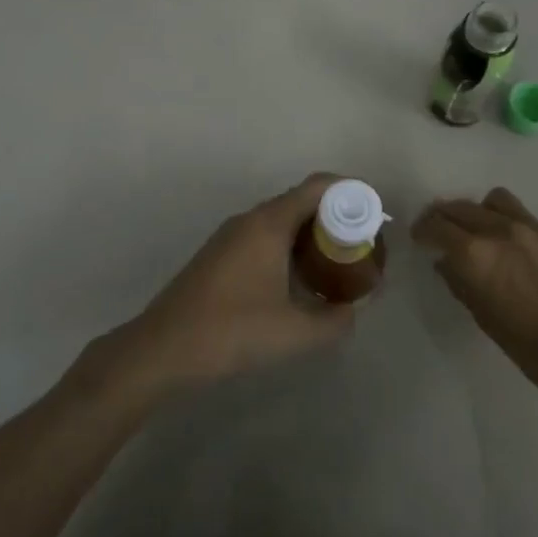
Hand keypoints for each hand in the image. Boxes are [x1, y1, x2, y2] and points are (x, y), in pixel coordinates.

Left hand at [121, 174, 355, 389]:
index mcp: (268, 223)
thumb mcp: (293, 333)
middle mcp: (250, 220)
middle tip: (362, 245)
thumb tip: (354, 311)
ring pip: (282, 221)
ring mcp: (231, 236)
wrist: (162, 349)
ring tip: (337, 265)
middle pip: (301, 201)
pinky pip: (264, 237)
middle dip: (335, 217)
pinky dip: (289, 248)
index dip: (350, 191)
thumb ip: (334, 321)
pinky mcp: (220, 256)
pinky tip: (299, 282)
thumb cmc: (231, 332)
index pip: (318, 187)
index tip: (375, 212)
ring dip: (311, 235)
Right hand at [412, 187, 537, 401]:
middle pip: (458, 208)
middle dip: (443, 217)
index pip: (436, 226)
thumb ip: (459, 283)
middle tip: (438, 231)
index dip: (422, 230)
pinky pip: (517, 211)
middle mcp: (497, 231)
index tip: (419, 238)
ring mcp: (527, 228)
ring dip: (475, 210)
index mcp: (474, 254)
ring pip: (490, 200)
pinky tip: (505, 238)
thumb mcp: (484, 318)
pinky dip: (502, 216)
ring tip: (475, 228)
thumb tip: (445, 263)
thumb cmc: (530, 347)